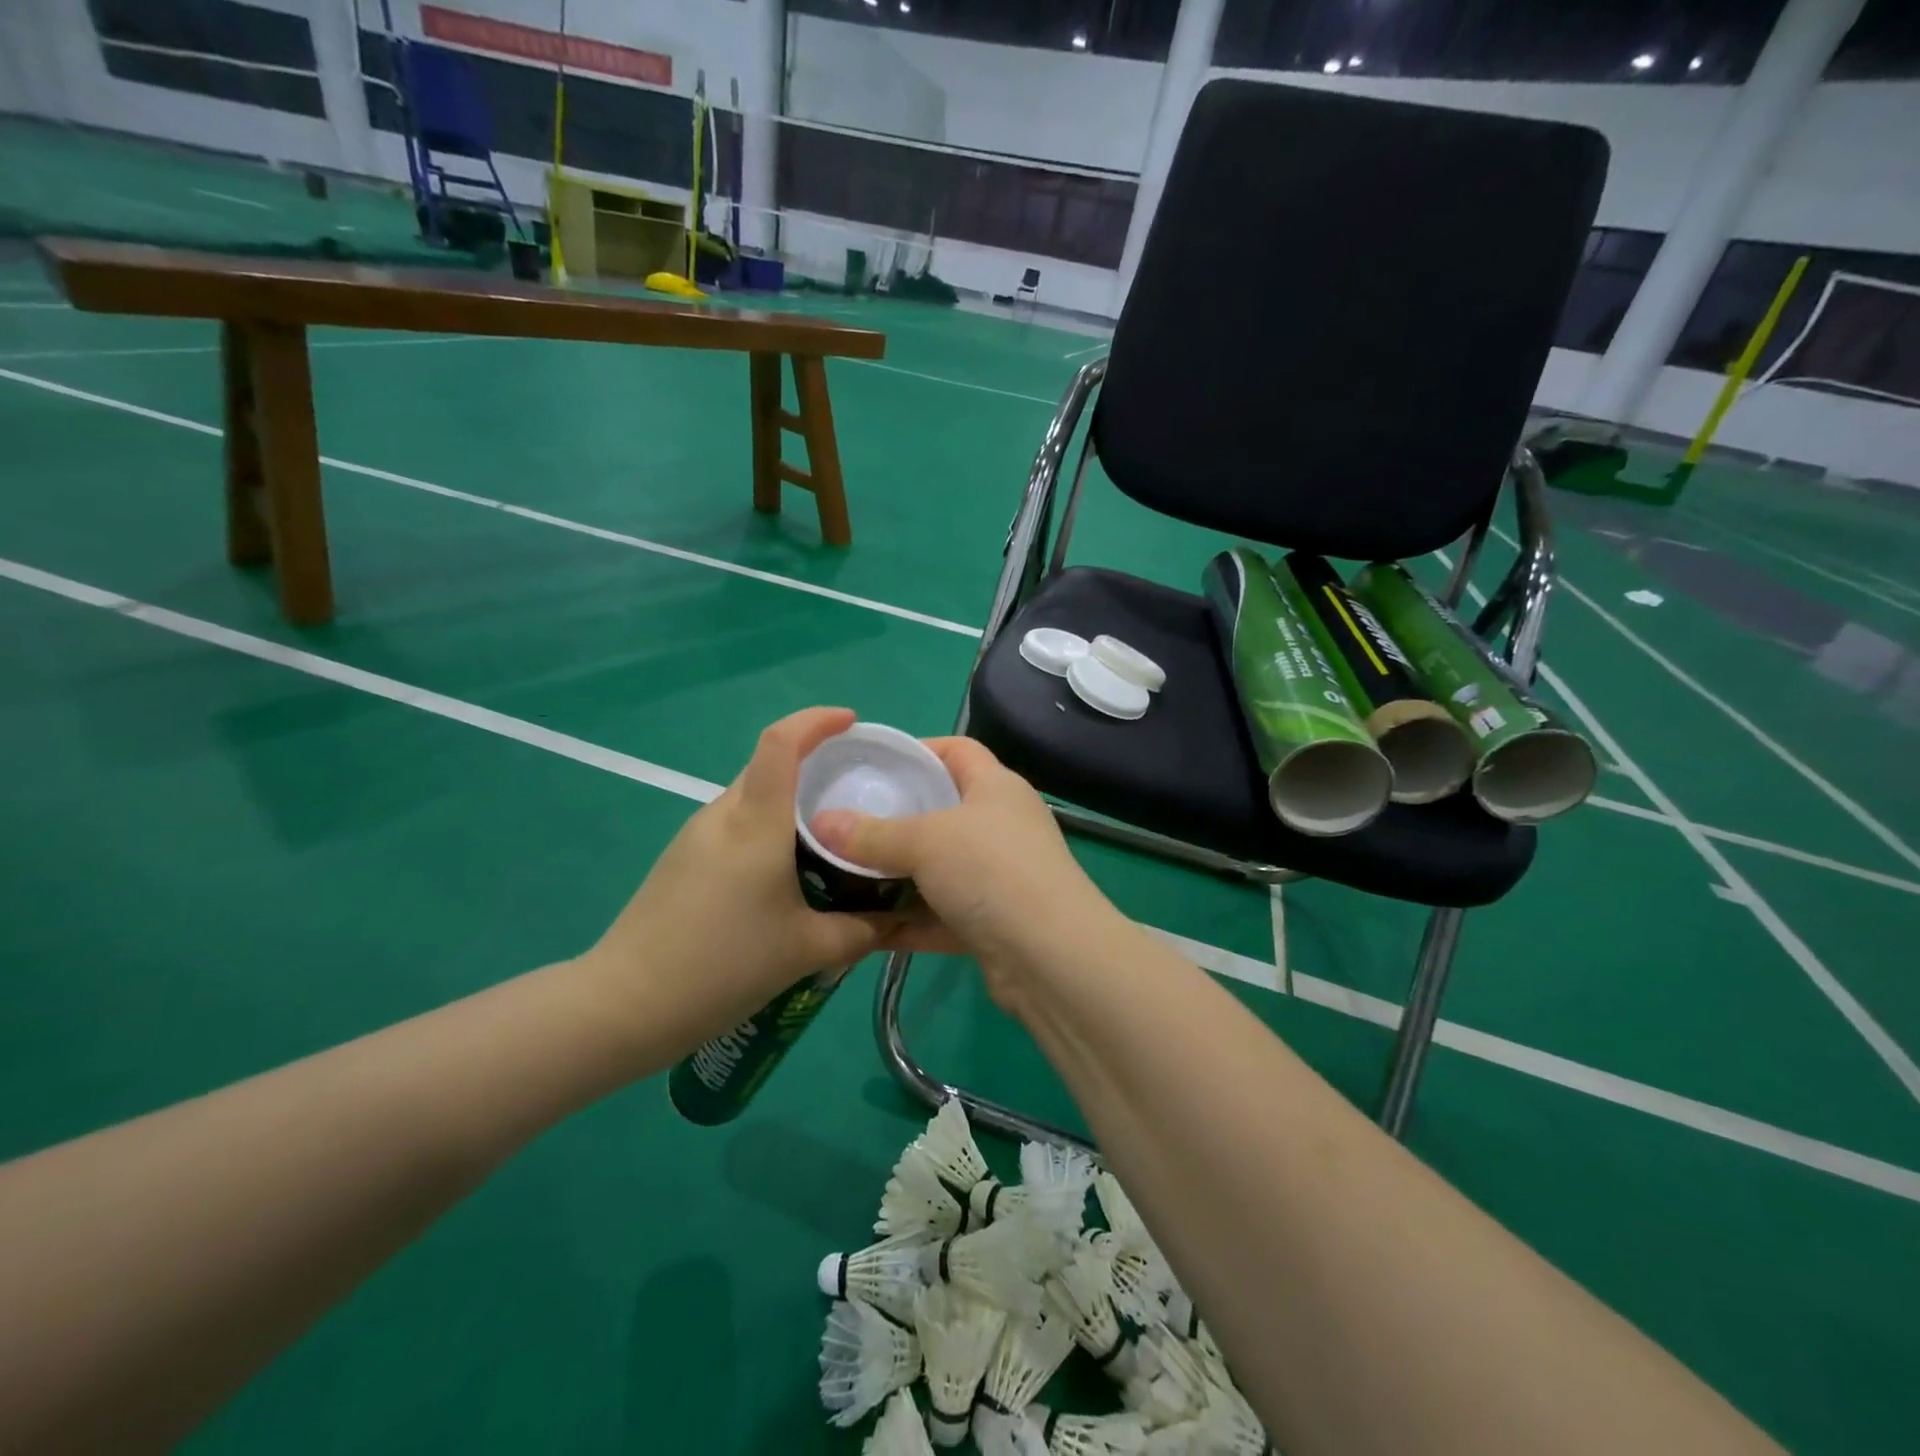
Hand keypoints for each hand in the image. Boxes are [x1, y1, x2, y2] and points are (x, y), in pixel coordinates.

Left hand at [580, 708, 894, 1050]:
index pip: (781, 743)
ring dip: (792, 803)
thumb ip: (862, 930)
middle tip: (857, 791)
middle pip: (770, 767)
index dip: (816, 720)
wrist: (625, 1006)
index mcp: (755, 823)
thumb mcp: (807, 951)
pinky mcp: (682, 860)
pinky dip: (769, 830)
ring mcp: (696, 837)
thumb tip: (897, 920)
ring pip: (753, 798)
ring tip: (830, 836)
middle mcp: (723, 816)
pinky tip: (788, 873)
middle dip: (815, 764)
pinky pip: (736, 826)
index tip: (851, 723)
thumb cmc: (722, 966)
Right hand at [807, 737, 1117, 1013]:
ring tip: (842, 873)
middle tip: (845, 822)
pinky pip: (938, 914)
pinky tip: (862, 926)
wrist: (1051, 958)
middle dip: (895, 817)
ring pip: (937, 867)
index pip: (957, 750)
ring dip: (896, 875)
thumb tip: (820, 822)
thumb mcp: (926, 842)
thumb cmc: (991, 871)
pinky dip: (906, 920)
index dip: (917, 750)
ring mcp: (998, 877)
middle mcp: (1000, 826)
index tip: (870, 765)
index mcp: (996, 787)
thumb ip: (871, 833)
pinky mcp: (990, 923)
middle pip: (942, 810)